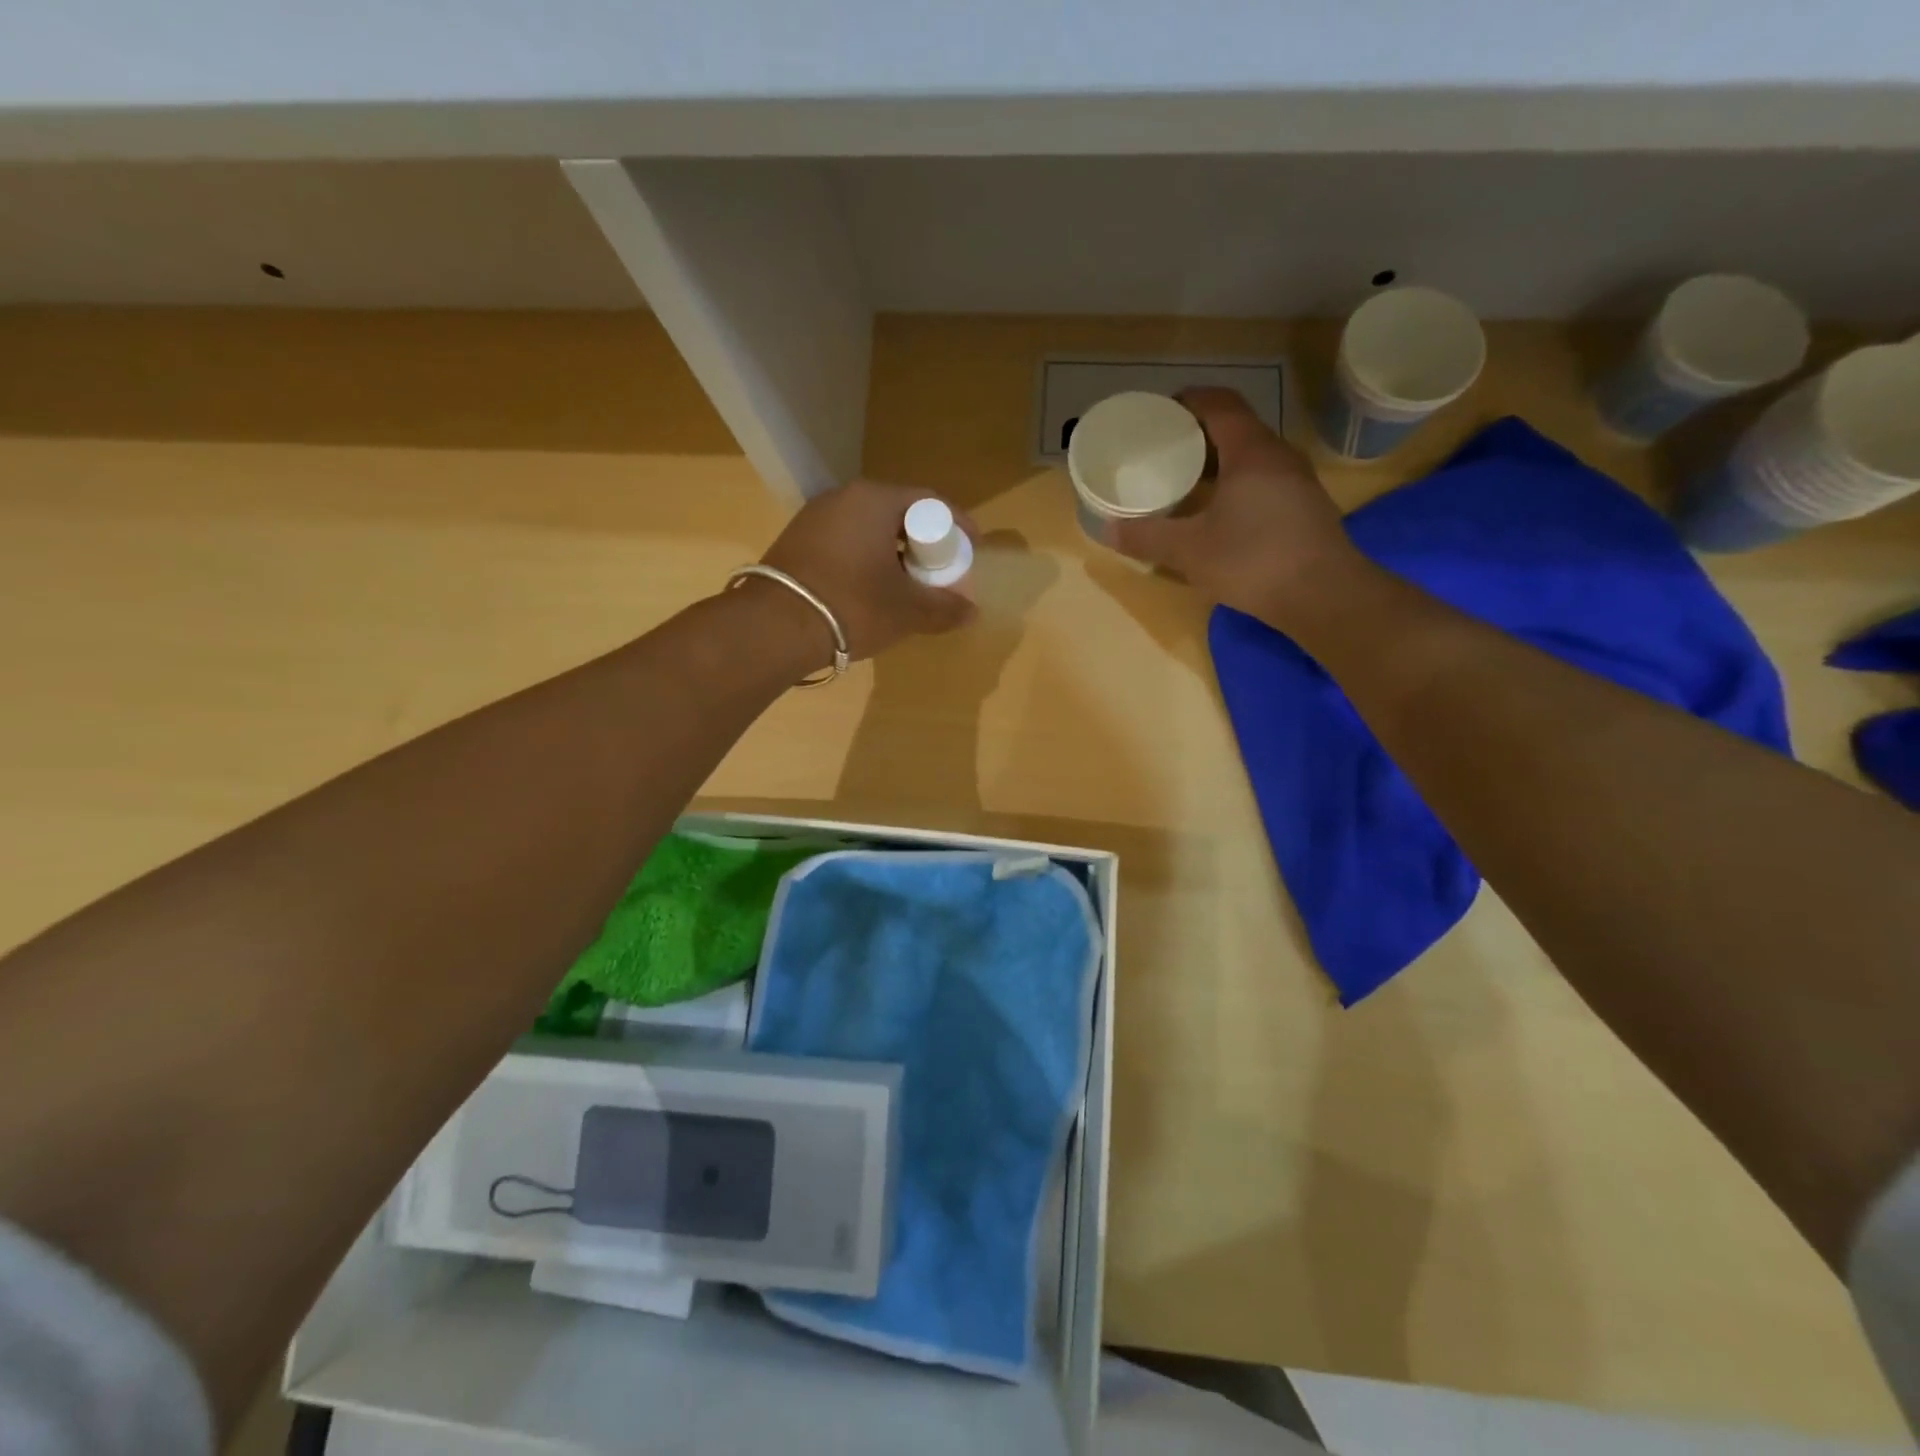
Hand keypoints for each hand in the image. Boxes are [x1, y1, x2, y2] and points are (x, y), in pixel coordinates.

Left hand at [760, 478, 975, 660]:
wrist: (774, 628)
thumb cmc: (852, 606)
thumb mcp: (907, 611)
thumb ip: (944, 607)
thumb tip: (971, 611)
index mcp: (875, 500)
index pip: (930, 502)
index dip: (957, 526)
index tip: (972, 549)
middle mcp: (843, 498)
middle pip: (898, 514)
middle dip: (925, 543)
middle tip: (941, 572)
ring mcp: (814, 518)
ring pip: (869, 530)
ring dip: (894, 554)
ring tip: (909, 586)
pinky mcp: (796, 542)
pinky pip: (846, 544)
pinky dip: (867, 561)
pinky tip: (872, 591)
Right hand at [1110, 388, 1364, 628]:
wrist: (1325, 596)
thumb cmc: (1253, 560)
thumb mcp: (1189, 551)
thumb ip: (1147, 537)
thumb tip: (1107, 530)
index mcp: (1250, 451)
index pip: (1219, 403)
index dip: (1188, 401)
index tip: (1159, 413)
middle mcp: (1278, 455)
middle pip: (1236, 428)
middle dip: (1198, 434)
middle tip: (1164, 451)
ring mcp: (1297, 482)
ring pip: (1251, 457)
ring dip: (1218, 462)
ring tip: (1186, 481)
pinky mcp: (1305, 508)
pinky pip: (1263, 481)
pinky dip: (1236, 485)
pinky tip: (1219, 513)